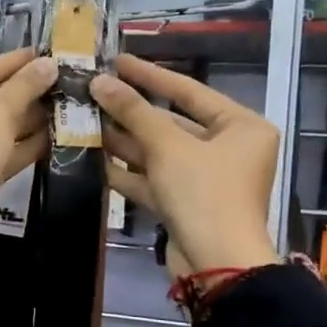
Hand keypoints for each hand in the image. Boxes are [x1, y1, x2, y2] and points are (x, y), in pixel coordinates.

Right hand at [90, 54, 280, 274]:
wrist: (217, 265)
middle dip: (131, 113)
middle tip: (93, 94)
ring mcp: (206, 179)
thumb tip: (99, 81)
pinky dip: (128, 171)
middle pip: (171, 123)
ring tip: (85, 122)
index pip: (189, 91)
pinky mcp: (186, 204)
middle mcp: (228, 149)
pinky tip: (95, 160)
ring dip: (124, 141)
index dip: (150, 75)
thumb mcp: (168, 147)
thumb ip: (133, 111)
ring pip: (159, 152)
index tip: (116, 61)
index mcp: (241, 127)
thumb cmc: (204, 194)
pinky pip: (155, 179)